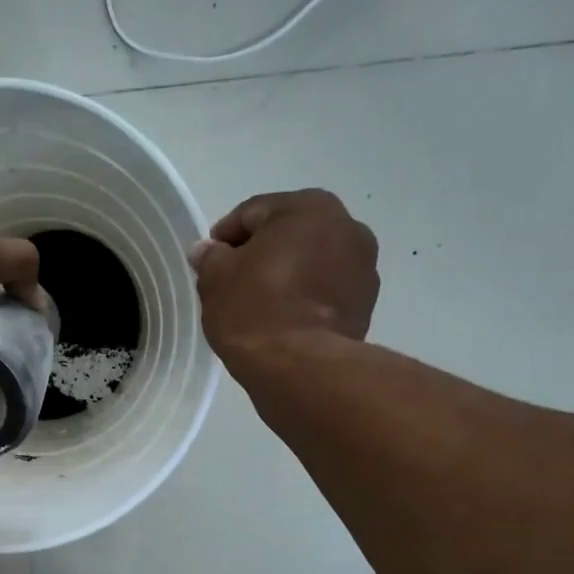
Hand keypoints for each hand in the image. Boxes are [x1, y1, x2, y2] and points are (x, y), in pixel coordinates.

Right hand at [190, 189, 378, 362]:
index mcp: (309, 206)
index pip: (253, 213)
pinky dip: (305, 299)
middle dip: (260, 254)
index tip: (209, 262)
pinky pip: (324, 292)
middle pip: (288, 235)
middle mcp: (347, 226)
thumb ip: (210, 256)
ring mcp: (363, 267)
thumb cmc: (255, 309)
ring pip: (310, 263)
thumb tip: (208, 250)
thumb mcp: (215, 278)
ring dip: (286, 276)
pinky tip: (283, 321)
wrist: (301, 366)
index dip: (224, 237)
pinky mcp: (366, 305)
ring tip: (259, 305)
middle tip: (232, 283)